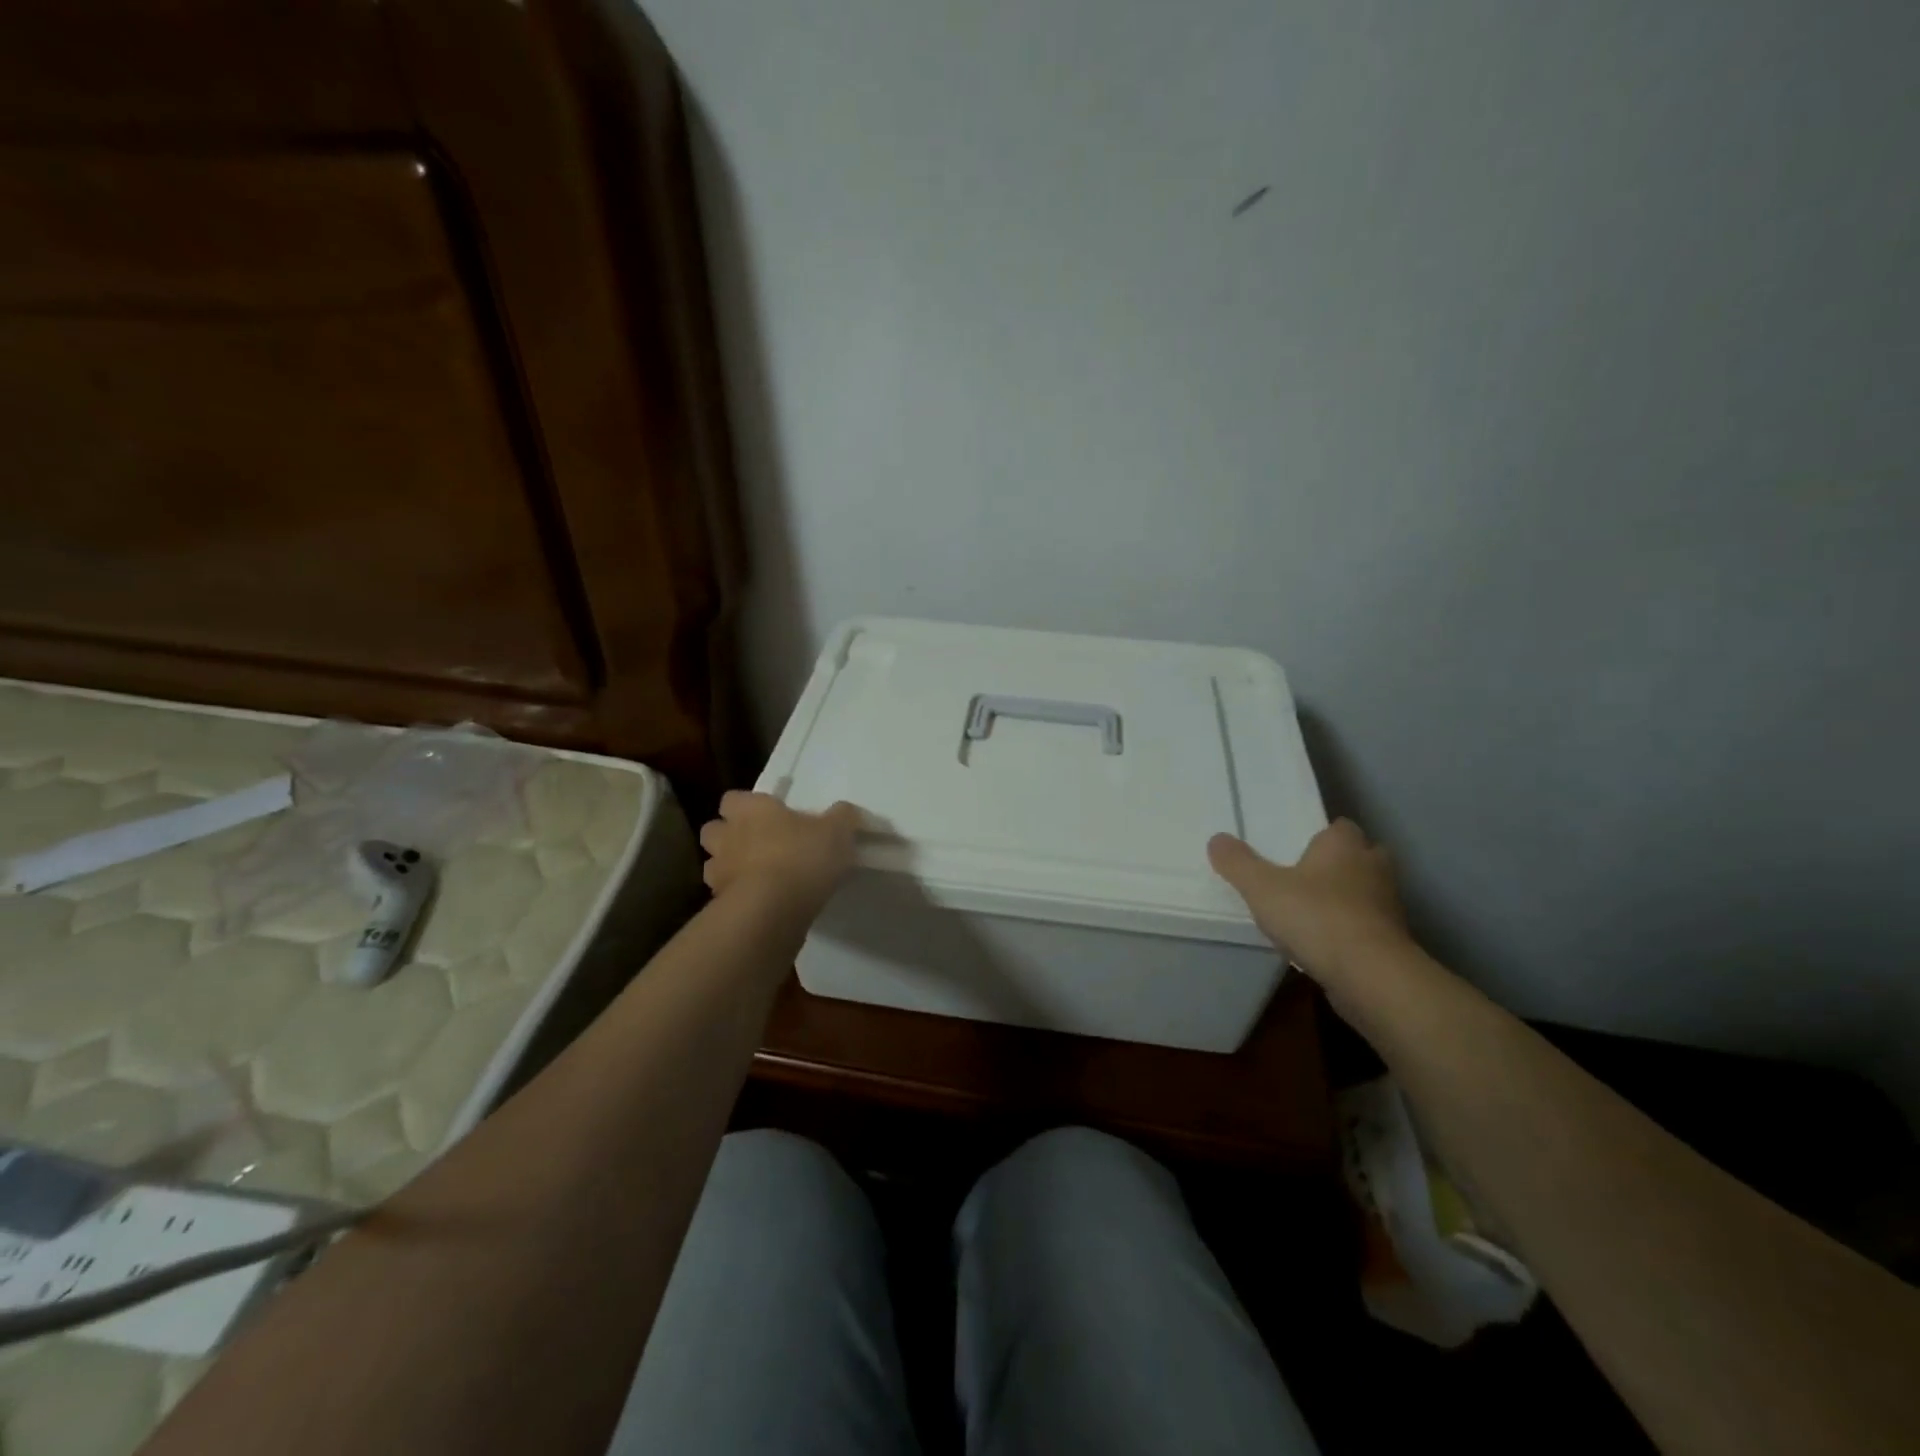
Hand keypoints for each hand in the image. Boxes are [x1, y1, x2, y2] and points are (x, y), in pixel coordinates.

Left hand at [699, 792, 860, 910]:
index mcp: (751, 810)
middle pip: (714, 829)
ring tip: (757, 876)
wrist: (773, 909)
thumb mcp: (837, 831)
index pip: (734, 798)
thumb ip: (842, 817)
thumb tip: (846, 811)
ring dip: (730, 867)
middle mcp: (728, 836)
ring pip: (714, 863)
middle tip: (758, 844)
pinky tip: (761, 902)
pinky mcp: (720, 904)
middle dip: (730, 835)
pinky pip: (724, 894)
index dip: (748, 806)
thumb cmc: (802, 857)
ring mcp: (719, 872)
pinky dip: (737, 896)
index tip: (769, 815)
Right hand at [1207, 819, 1410, 985]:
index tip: (1299, 847)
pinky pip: (1369, 925)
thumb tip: (1217, 839)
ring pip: (1367, 892)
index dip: (1322, 835)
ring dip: (1347, 898)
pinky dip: (1352, 929)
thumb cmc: (1315, 916)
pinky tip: (1327, 943)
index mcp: (1344, 845)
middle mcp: (1373, 867)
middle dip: (1340, 864)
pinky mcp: (1393, 940)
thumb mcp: (1261, 887)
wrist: (1370, 975)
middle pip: (1360, 856)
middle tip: (1307, 876)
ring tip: (1312, 912)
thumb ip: (1237, 863)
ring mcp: (1388, 905)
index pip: (1340, 827)